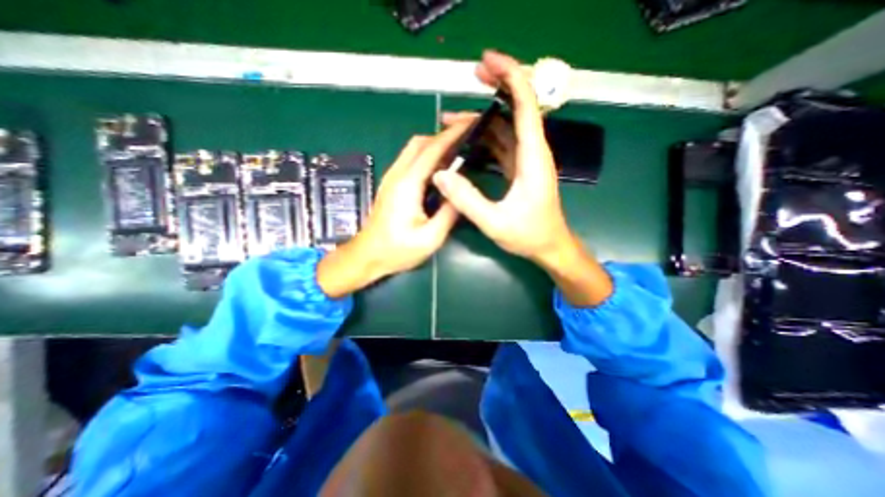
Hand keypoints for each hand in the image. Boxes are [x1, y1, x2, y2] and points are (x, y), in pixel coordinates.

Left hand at [314, 121, 472, 297]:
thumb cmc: (397, 251)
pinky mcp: (390, 185)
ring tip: (456, 154)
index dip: (452, 135)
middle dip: (443, 136)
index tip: (470, 125)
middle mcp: (397, 175)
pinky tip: (439, 171)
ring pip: (413, 150)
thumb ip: (449, 213)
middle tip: (465, 141)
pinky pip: (409, 161)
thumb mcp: (430, 238)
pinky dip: (426, 158)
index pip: (431, 150)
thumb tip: (461, 194)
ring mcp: (391, 178)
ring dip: (434, 146)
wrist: (366, 256)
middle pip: (419, 143)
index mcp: (407, 185)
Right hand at [433, 51, 569, 265]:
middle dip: (496, 88)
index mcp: (532, 157)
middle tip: (470, 78)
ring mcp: (525, 160)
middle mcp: (532, 152)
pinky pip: (501, 145)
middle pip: (517, 108)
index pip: (525, 105)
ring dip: (482, 119)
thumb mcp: (494, 222)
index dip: (510, 77)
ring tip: (451, 120)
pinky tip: (465, 142)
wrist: (549, 247)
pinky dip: (484, 139)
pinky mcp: (519, 169)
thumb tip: (440, 174)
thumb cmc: (529, 235)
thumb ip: (467, 199)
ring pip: (505, 128)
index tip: (487, 62)